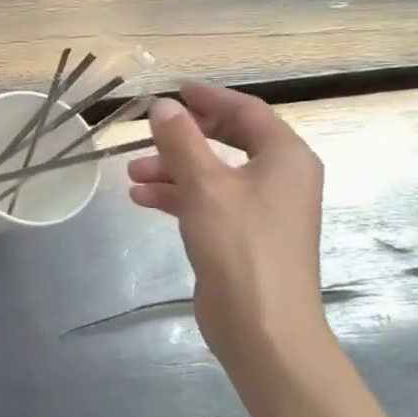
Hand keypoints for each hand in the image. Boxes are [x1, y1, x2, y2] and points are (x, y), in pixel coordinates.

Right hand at [127, 82, 328, 372]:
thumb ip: (181, 140)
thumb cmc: (240, 245)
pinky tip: (142, 198)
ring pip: (213, 172)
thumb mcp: (204, 185)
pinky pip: (208, 200)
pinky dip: (178, 195)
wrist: (262, 325)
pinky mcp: (243, 235)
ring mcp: (263, 209)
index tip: (172, 91)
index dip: (209, 98)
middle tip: (149, 131)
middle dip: (184, 137)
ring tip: (132, 173)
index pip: (247, 111)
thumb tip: (163, 105)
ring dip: (173, 167)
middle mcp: (280, 178)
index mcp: (285, 158)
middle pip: (229, 140)